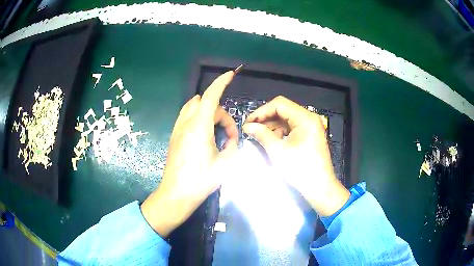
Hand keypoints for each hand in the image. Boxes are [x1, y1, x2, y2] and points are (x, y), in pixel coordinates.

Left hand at [141, 71, 237, 236]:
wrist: (176, 193)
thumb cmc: (201, 180)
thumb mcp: (225, 164)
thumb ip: (232, 146)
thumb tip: (232, 139)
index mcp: (199, 127)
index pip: (211, 96)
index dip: (221, 83)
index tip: (231, 74)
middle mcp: (186, 123)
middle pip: (205, 103)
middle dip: (220, 112)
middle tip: (229, 135)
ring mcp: (178, 129)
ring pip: (194, 106)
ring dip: (209, 112)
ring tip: (217, 131)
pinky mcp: (175, 135)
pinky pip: (187, 115)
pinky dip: (198, 116)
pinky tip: (205, 133)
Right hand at [242, 96, 349, 216]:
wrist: (319, 186)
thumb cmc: (300, 169)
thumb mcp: (278, 151)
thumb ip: (261, 134)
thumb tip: (247, 126)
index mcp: (305, 118)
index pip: (279, 104)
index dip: (261, 112)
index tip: (249, 122)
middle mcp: (310, 117)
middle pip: (283, 110)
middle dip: (266, 118)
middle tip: (251, 129)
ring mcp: (311, 125)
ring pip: (287, 118)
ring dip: (272, 125)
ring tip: (260, 135)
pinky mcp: (310, 133)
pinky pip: (292, 126)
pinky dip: (281, 131)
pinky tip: (272, 140)